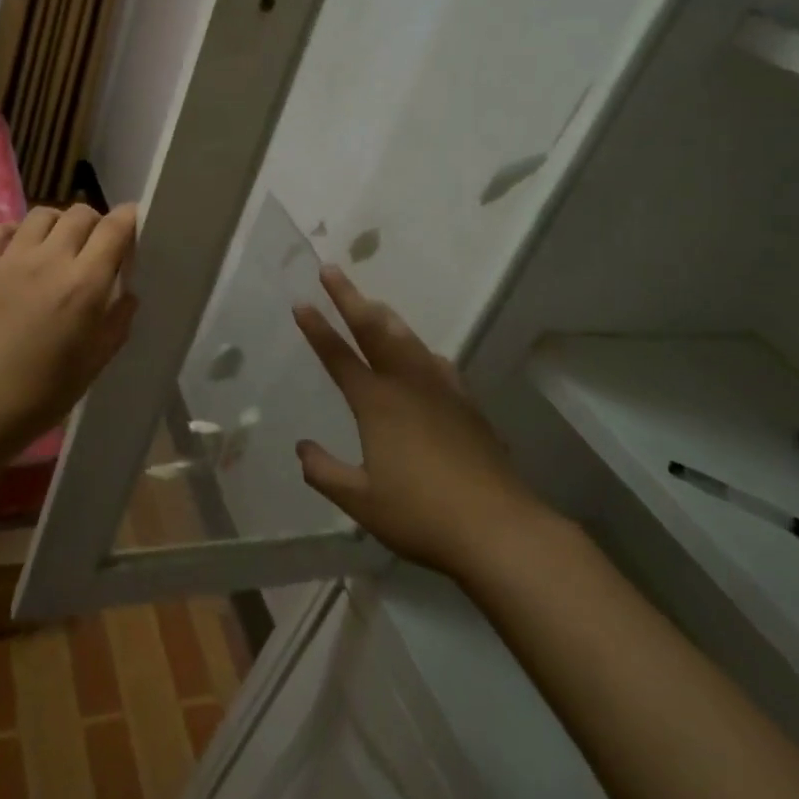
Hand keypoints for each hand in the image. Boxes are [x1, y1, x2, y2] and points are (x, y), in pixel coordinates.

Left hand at [0, 203, 139, 462]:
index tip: (134, 225)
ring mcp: (9, 259)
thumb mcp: (93, 364)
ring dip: (58, 224)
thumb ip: (117, 322)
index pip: (114, 229)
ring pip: (42, 214)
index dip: (129, 219)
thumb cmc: (39, 395)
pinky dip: (17, 232)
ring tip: (59, 247)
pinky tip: (19, 252)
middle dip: (96, 224)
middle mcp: (49, 260)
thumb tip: (126, 292)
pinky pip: (1, 229)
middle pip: (80, 213)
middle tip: (96, 248)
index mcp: (84, 285)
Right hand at [293, 266, 549, 575]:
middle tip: (331, 270)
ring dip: (384, 316)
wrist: (498, 527)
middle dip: (349, 298)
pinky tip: (423, 354)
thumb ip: (324, 472)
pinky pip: (436, 363)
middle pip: (374, 330)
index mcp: (376, 403)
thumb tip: (302, 447)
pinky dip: (419, 349)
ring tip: (372, 302)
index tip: (301, 302)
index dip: (317, 329)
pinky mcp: (467, 405)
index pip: (338, 356)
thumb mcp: (360, 501)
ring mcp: (441, 391)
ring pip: (407, 340)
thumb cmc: (420, 514)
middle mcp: (407, 385)